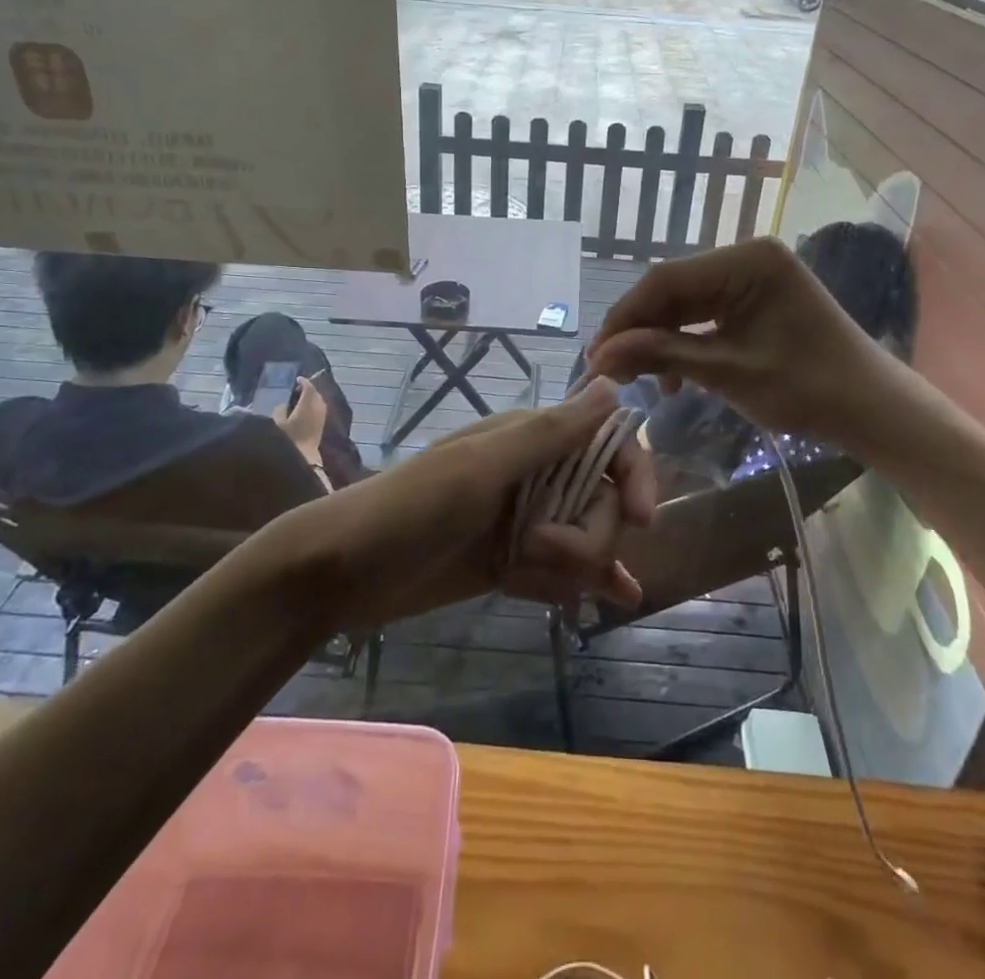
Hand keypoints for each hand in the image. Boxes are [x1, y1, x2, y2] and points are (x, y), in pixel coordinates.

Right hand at [271, 377, 327, 458]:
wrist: (303, 457)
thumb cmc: (288, 439)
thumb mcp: (277, 423)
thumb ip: (280, 409)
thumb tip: (284, 403)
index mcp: (307, 403)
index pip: (308, 388)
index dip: (303, 382)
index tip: (297, 379)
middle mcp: (318, 407)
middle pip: (316, 393)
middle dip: (309, 388)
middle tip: (298, 388)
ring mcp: (322, 416)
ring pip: (319, 401)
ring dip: (312, 397)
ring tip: (301, 398)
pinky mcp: (322, 425)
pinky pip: (320, 408)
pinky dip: (314, 405)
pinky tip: (306, 410)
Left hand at [280, 377, 655, 629]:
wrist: (342, 571)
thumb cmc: (410, 508)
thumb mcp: (481, 468)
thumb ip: (550, 433)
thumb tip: (613, 386)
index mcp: (530, 439)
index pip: (607, 445)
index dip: (634, 475)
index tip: (642, 520)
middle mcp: (535, 474)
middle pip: (601, 502)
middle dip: (586, 536)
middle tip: (537, 552)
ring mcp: (523, 520)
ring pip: (585, 538)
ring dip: (576, 565)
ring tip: (531, 578)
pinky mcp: (510, 561)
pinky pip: (563, 569)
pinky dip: (589, 581)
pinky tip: (618, 598)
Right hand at [587, 237, 929, 458]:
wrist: (873, 410)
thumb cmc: (808, 389)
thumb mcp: (727, 372)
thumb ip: (661, 355)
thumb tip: (599, 355)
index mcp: (747, 261)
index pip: (665, 279)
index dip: (625, 317)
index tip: (596, 356)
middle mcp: (747, 256)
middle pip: (672, 288)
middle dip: (640, 330)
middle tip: (610, 370)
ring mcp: (752, 276)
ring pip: (685, 302)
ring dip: (659, 339)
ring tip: (640, 378)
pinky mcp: (755, 298)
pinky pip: (705, 313)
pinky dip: (684, 342)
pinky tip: (674, 375)